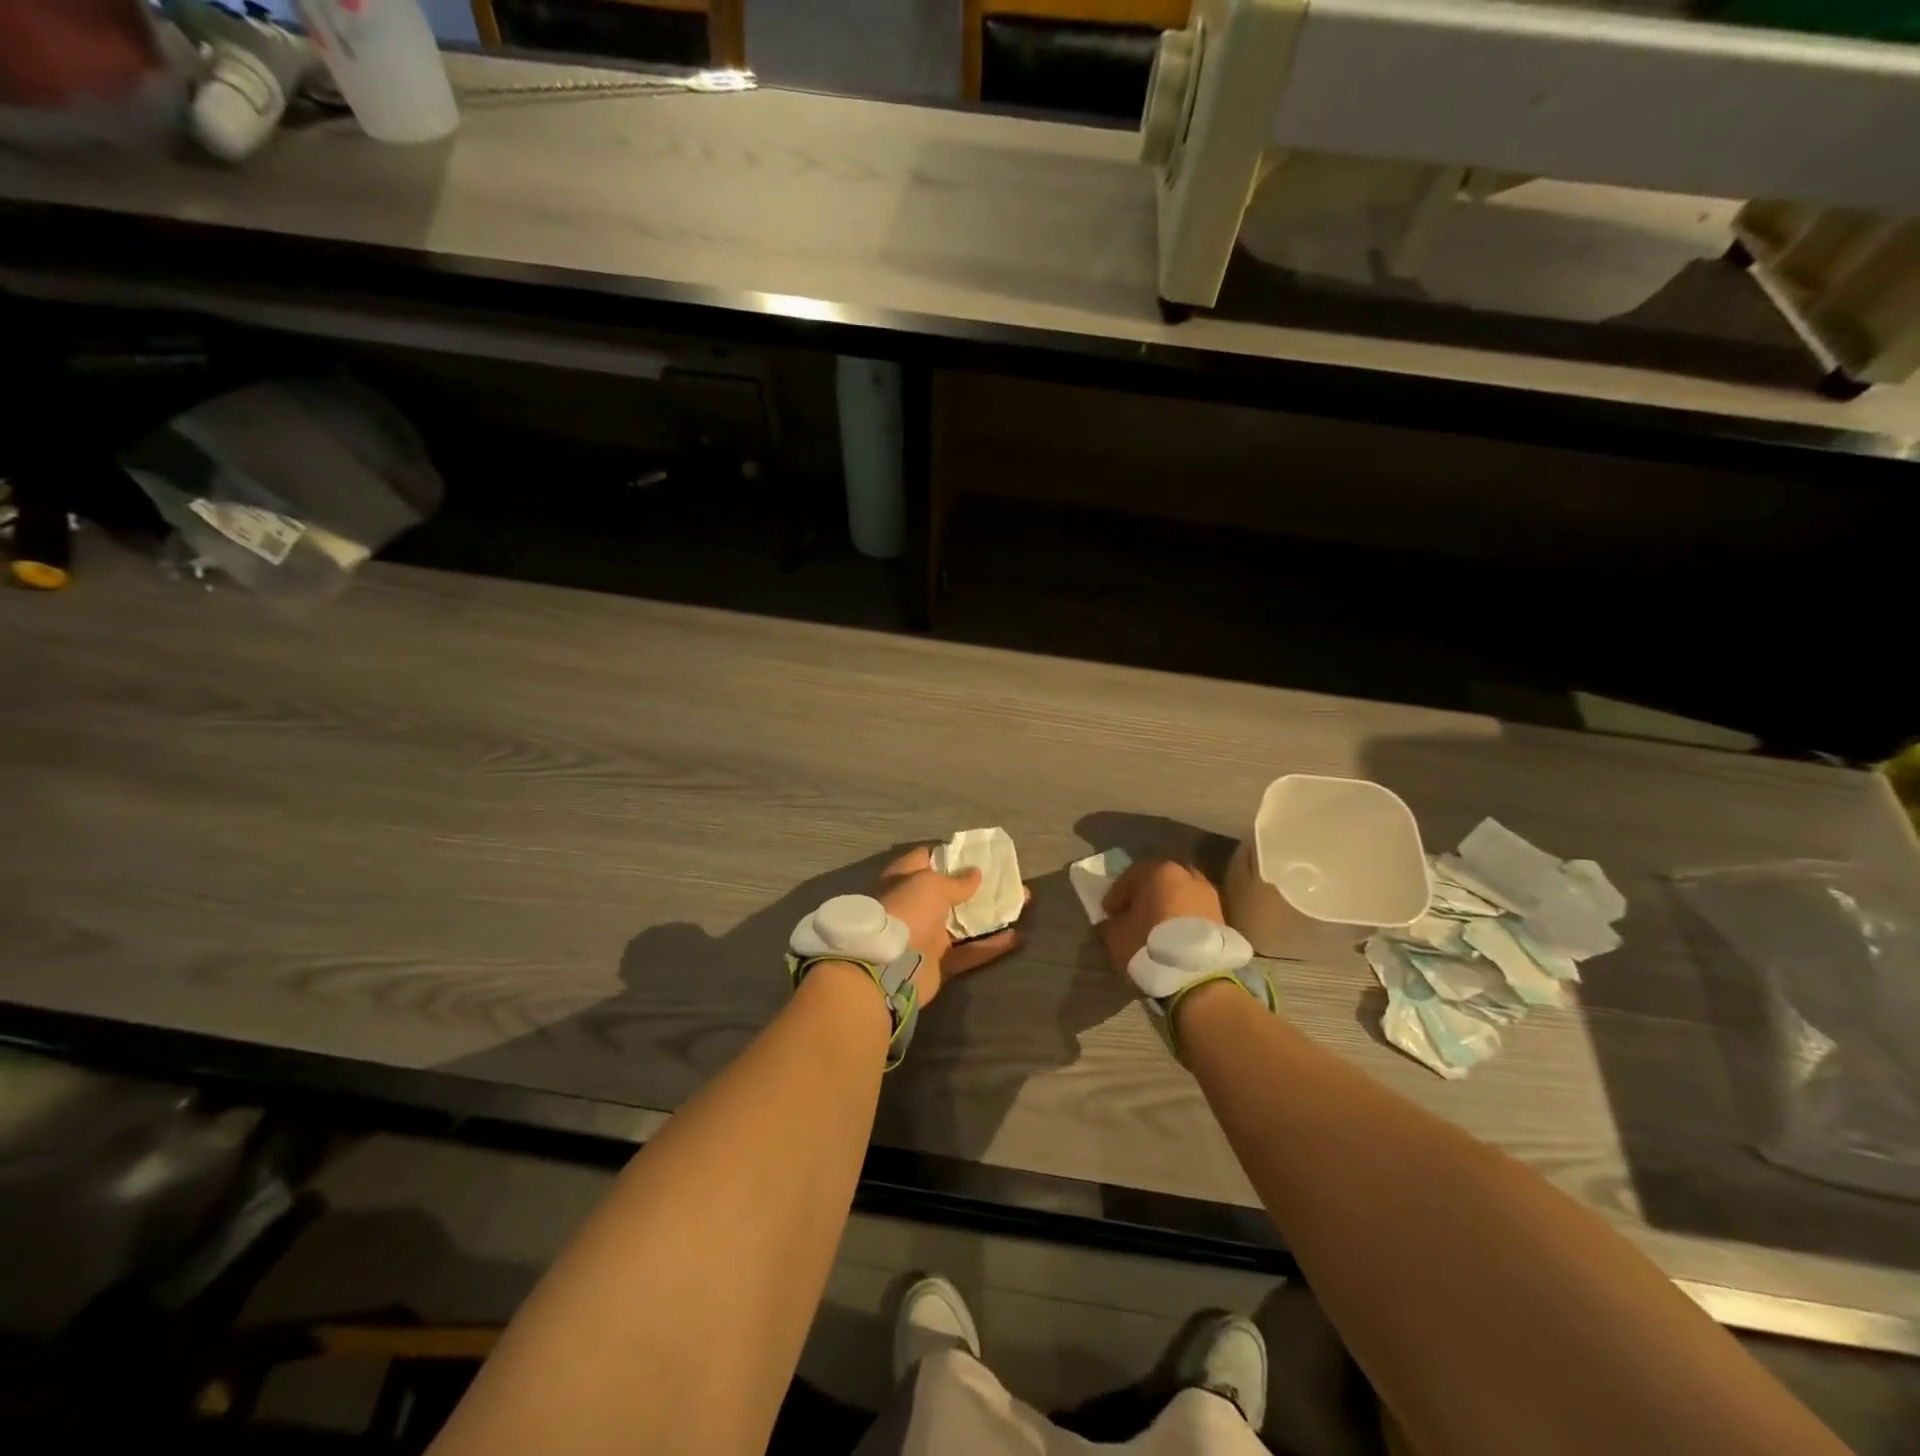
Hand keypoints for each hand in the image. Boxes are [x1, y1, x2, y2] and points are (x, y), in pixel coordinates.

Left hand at [876, 845, 1024, 1006]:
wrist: (888, 968)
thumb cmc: (908, 912)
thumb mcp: (932, 885)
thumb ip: (957, 881)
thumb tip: (975, 874)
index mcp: (905, 879)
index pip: (928, 858)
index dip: (952, 854)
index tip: (978, 852)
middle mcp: (915, 905)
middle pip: (951, 891)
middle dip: (979, 885)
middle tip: (1007, 878)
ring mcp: (928, 935)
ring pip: (964, 922)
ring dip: (990, 913)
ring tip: (1020, 903)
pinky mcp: (941, 962)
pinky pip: (970, 951)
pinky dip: (991, 945)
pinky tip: (1016, 937)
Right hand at [1100, 859, 1224, 977]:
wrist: (1198, 977)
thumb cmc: (1150, 946)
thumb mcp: (1116, 936)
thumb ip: (1111, 923)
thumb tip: (1114, 921)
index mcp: (1158, 872)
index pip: (1130, 877)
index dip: (1116, 895)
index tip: (1108, 912)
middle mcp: (1186, 875)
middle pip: (1158, 881)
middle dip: (1145, 895)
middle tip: (1133, 914)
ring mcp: (1208, 894)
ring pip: (1179, 894)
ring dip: (1166, 906)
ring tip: (1155, 927)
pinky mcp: (1222, 916)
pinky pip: (1194, 910)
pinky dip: (1183, 918)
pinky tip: (1173, 936)